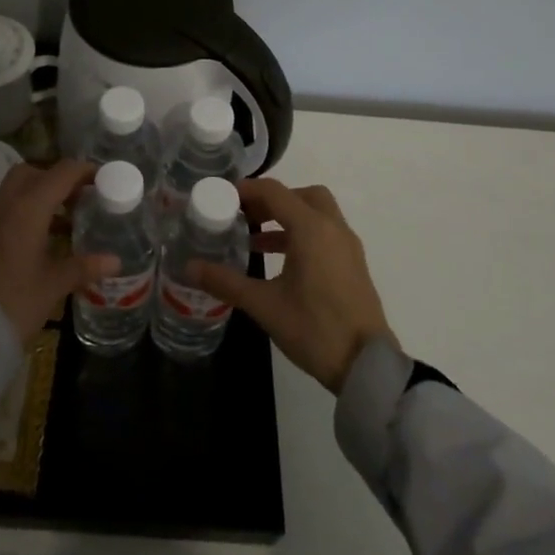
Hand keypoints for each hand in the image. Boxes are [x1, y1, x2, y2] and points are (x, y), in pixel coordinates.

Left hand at [0, 159, 118, 344]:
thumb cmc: (14, 301)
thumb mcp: (53, 285)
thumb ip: (83, 267)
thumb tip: (115, 261)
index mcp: (28, 208)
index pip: (61, 173)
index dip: (84, 171)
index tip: (104, 179)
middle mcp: (7, 204)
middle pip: (32, 173)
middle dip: (57, 179)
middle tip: (80, 197)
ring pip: (16, 190)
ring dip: (41, 196)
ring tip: (68, 220)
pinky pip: (7, 209)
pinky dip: (27, 212)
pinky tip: (43, 239)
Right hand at [187, 178, 393, 393]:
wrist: (366, 365)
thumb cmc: (314, 329)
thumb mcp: (264, 305)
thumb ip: (226, 282)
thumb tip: (188, 267)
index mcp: (311, 229)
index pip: (274, 192)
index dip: (246, 189)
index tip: (221, 197)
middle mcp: (333, 228)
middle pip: (301, 195)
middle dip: (271, 199)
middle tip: (244, 215)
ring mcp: (347, 246)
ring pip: (316, 213)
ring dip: (286, 217)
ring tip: (253, 238)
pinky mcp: (352, 264)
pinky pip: (324, 233)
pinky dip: (301, 234)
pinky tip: (278, 261)